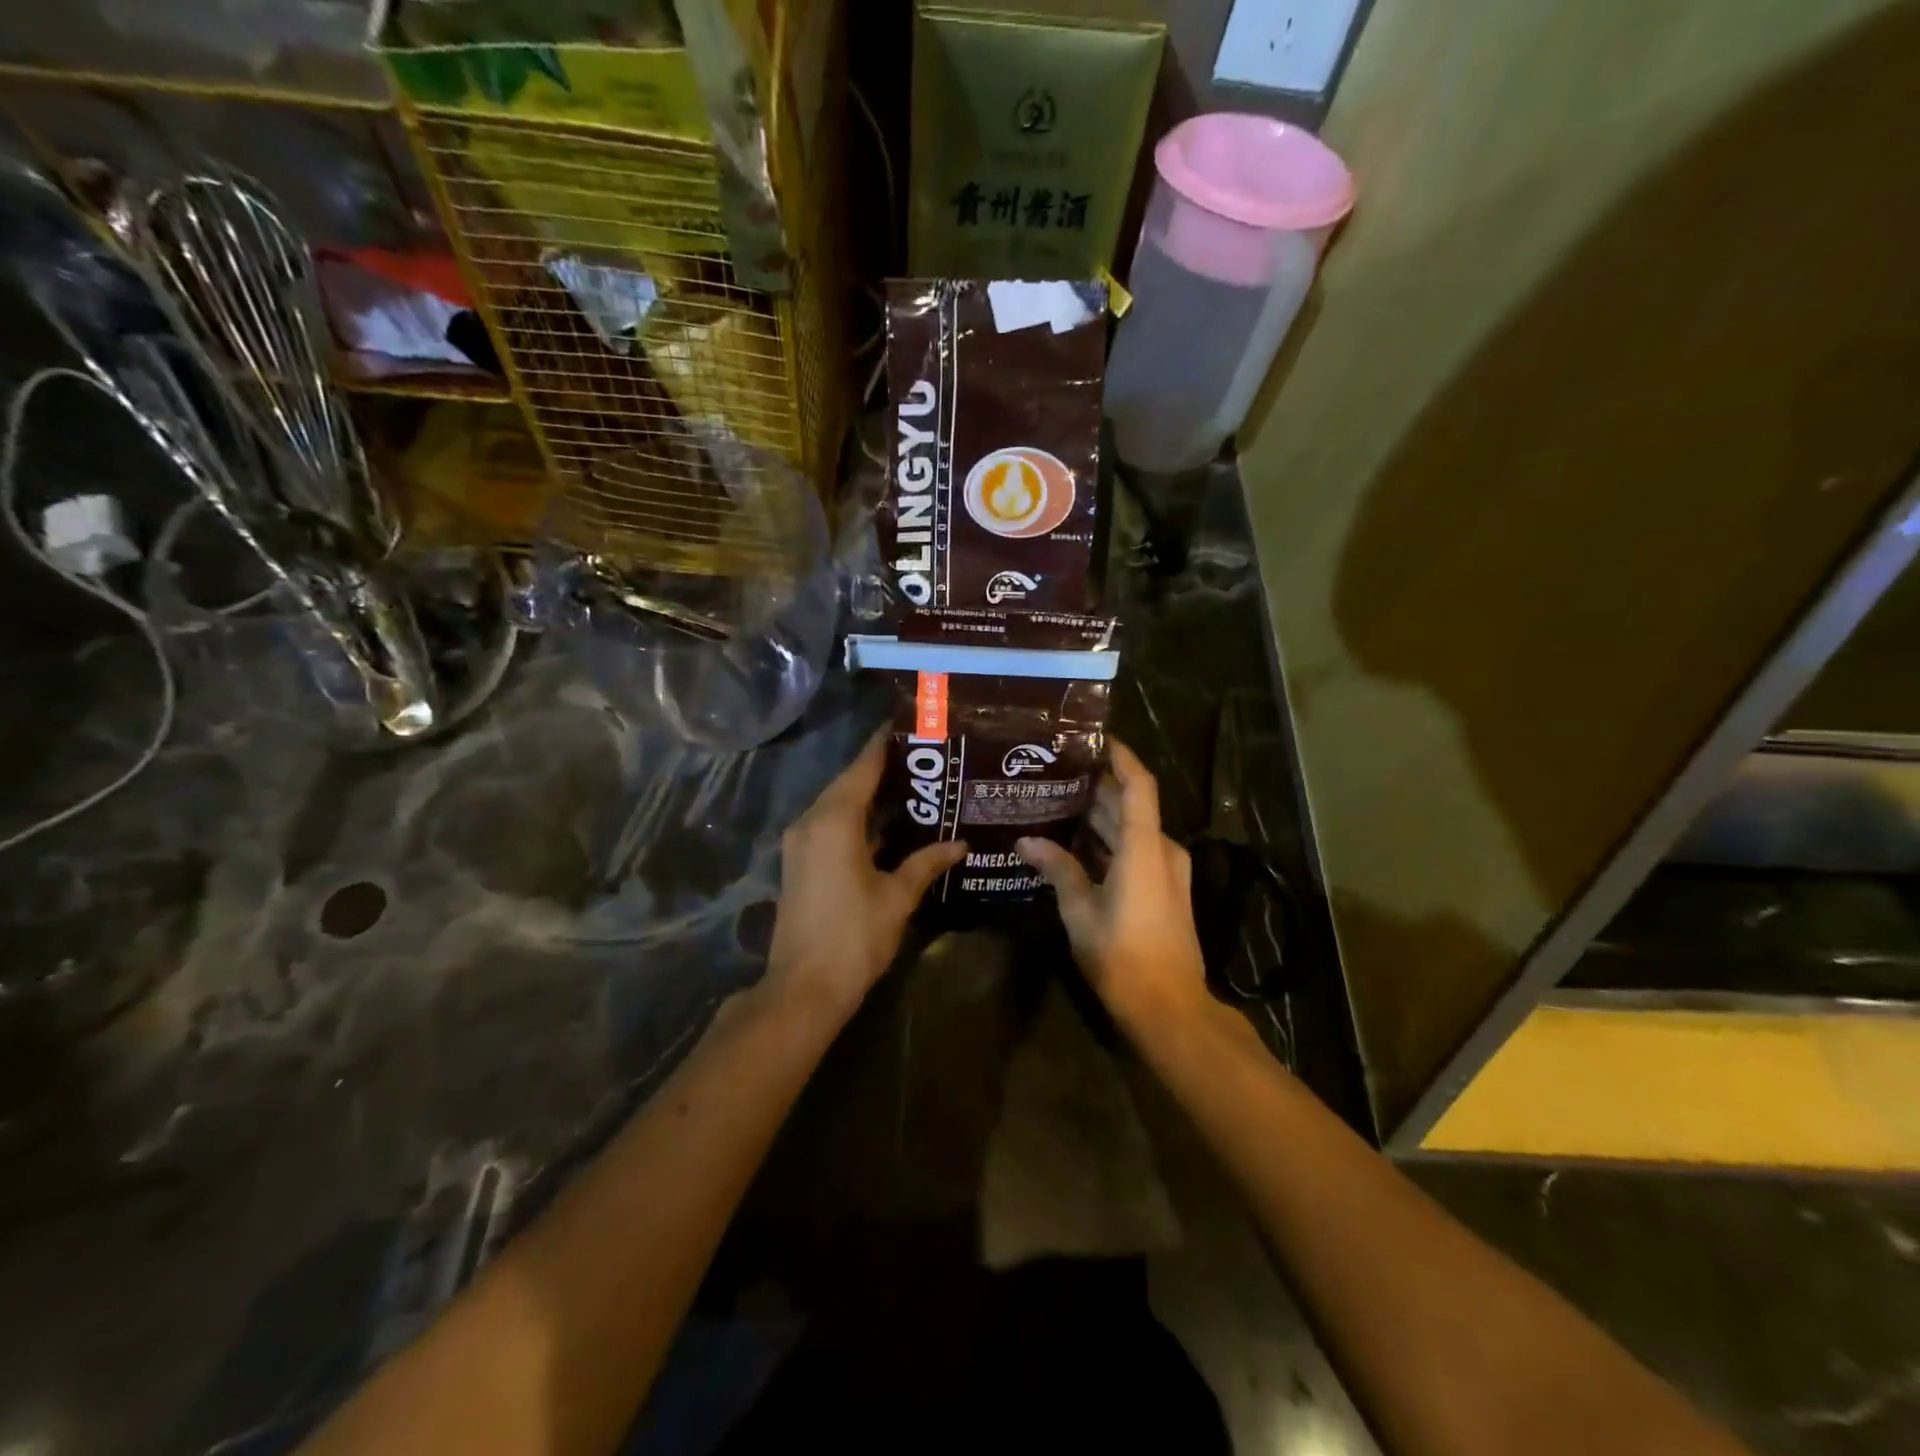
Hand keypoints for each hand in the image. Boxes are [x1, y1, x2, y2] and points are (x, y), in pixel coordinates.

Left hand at [764, 730, 967, 1021]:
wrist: (803, 988)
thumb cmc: (854, 937)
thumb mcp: (897, 897)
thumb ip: (926, 863)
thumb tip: (959, 843)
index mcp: (834, 820)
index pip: (864, 767)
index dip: (885, 744)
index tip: (910, 725)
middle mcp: (811, 821)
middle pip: (848, 782)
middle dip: (881, 767)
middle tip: (924, 757)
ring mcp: (800, 843)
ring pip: (838, 804)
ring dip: (868, 794)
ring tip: (912, 783)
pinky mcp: (800, 862)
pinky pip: (830, 824)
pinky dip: (856, 818)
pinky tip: (887, 823)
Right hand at [1017, 739, 1209, 1029]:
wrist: (1170, 1008)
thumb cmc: (1123, 957)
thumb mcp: (1081, 912)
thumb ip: (1058, 870)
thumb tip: (1026, 842)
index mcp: (1145, 847)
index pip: (1138, 784)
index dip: (1120, 756)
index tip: (1094, 737)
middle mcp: (1161, 850)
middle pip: (1131, 805)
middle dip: (1097, 786)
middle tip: (1056, 771)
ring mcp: (1167, 870)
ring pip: (1132, 829)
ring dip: (1100, 815)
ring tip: (1057, 800)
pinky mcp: (1164, 889)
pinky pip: (1135, 850)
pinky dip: (1109, 841)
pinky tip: (1075, 843)